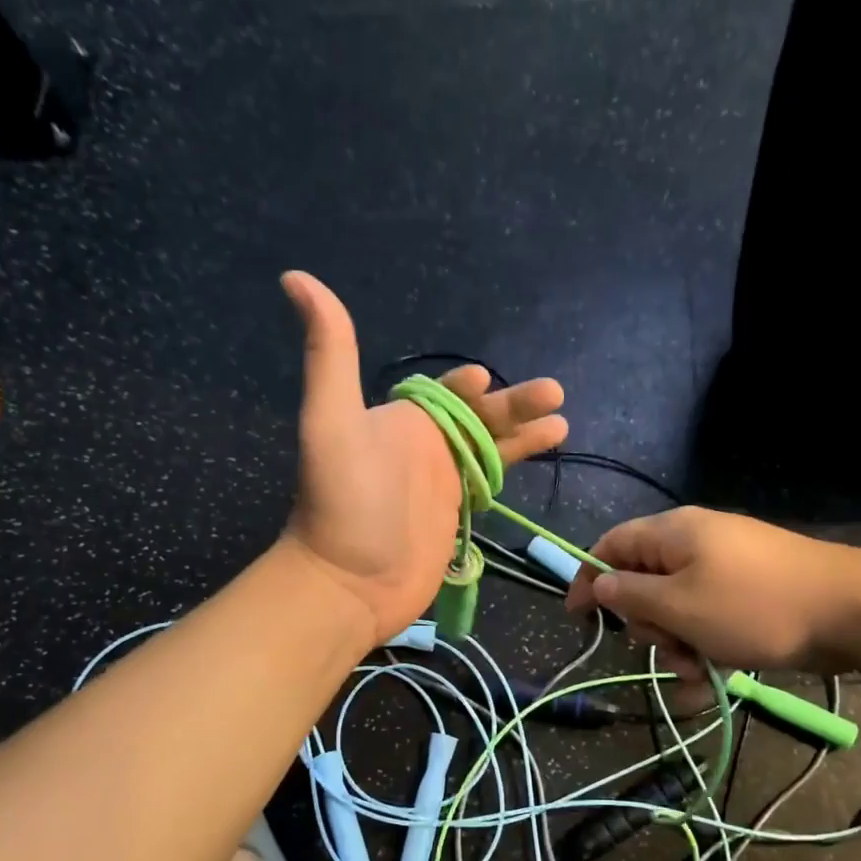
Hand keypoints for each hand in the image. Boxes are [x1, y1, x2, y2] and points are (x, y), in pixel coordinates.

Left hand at [280, 272, 568, 640]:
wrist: (349, 583)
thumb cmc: (343, 503)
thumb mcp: (331, 420)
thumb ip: (330, 353)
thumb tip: (297, 277)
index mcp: (401, 421)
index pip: (442, 393)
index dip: (467, 386)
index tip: (485, 380)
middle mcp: (424, 446)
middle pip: (480, 417)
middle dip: (515, 404)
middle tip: (554, 393)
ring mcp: (443, 483)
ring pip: (493, 448)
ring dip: (525, 433)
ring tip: (562, 421)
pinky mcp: (458, 515)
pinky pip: (491, 481)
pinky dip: (516, 466)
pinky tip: (545, 458)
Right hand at [566, 507, 855, 674]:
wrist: (851, 611)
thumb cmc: (752, 606)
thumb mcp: (679, 605)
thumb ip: (630, 594)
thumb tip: (598, 583)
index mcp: (673, 534)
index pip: (610, 545)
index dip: (587, 577)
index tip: (577, 617)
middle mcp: (696, 543)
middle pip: (644, 581)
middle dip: (647, 623)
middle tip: (666, 647)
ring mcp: (726, 567)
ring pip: (677, 607)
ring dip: (677, 643)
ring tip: (698, 670)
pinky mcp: (749, 593)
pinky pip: (710, 617)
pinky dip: (706, 646)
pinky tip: (714, 678)